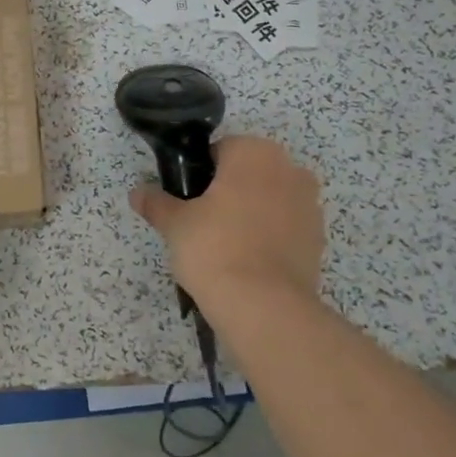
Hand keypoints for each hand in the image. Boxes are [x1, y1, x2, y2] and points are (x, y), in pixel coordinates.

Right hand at [129, 135, 324, 316]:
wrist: (263, 305)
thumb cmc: (214, 248)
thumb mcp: (175, 223)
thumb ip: (157, 203)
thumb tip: (137, 193)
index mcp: (254, 152)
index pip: (220, 151)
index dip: (199, 175)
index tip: (187, 200)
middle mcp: (289, 168)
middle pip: (249, 173)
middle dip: (228, 191)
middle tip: (202, 223)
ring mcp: (310, 204)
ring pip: (270, 199)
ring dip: (251, 212)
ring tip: (226, 246)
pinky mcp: (318, 238)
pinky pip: (286, 227)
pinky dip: (269, 236)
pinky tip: (249, 261)